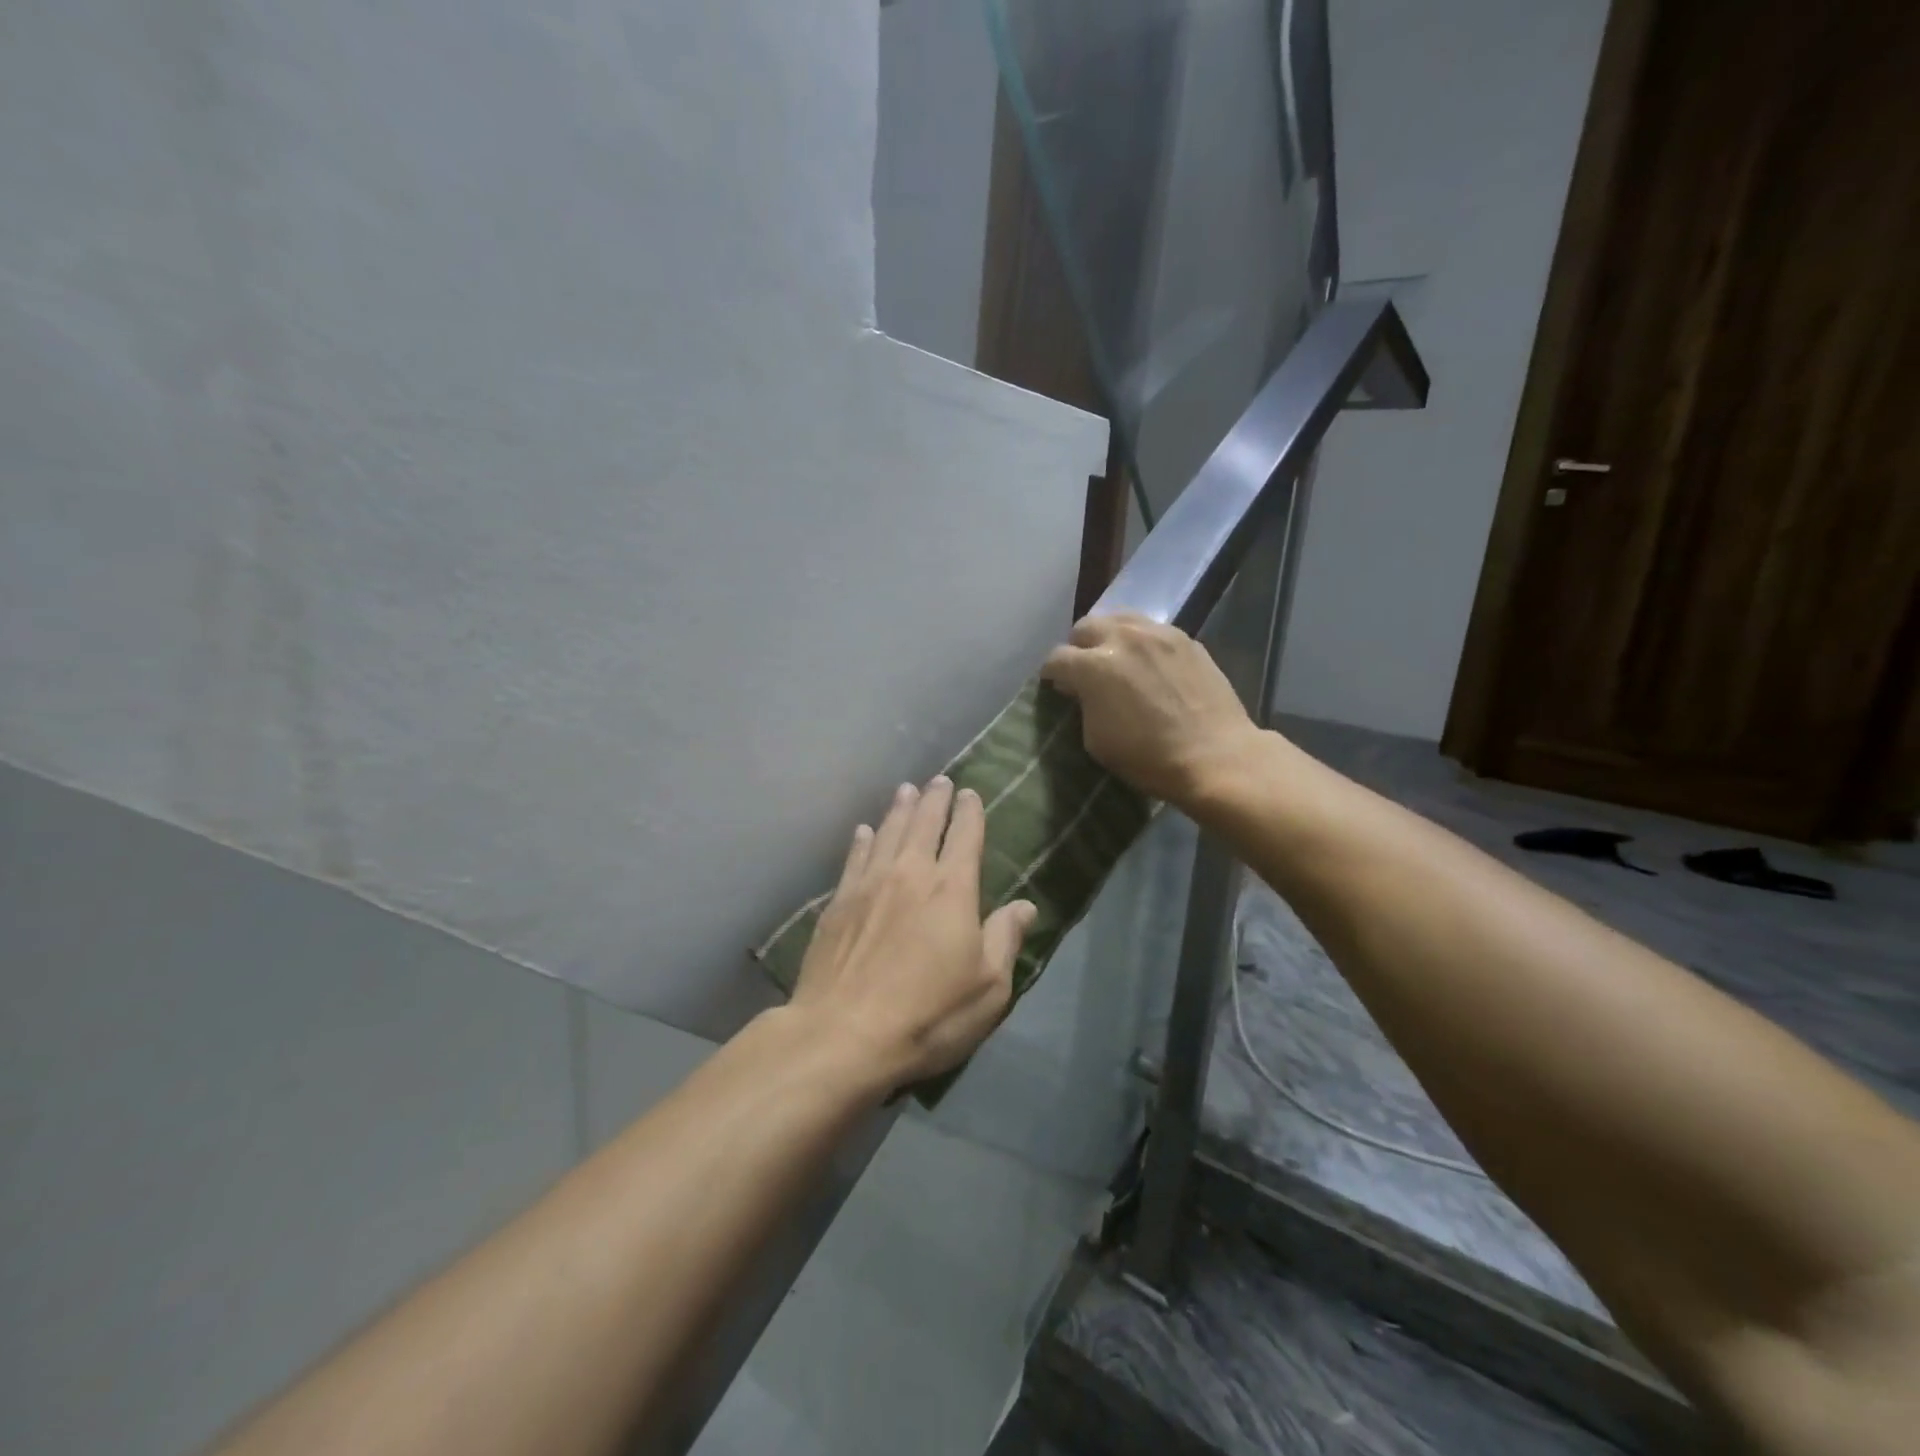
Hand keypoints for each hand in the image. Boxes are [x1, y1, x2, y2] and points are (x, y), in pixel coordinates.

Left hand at [790, 776, 1035, 1089]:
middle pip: (924, 824)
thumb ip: (1005, 939)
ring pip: (888, 832)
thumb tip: (1025, 905)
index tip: (969, 794)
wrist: (844, 1034)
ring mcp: (870, 884)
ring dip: (899, 809)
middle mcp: (911, 873)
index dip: (969, 812)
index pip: (965, 837)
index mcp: (952, 890)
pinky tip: (864, 831)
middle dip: (934, 799)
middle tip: (938, 781)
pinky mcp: (839, 902)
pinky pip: (854, 858)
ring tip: (906, 790)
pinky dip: (863, 840)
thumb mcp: (988, 988)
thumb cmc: (928, 1015)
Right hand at [1041, 613, 1260, 805]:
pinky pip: (1152, 629)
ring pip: (1120, 619)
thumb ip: (1083, 705)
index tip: (1057, 687)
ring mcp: (1158, 633)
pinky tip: (1148, 664)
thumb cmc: (1148, 757)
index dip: (1052, 675)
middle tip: (1085, 670)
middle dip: (1078, 647)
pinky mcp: (1185, 638)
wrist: (1214, 756)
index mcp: (1093, 666)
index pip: (1056, 659)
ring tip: (1116, 659)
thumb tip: (1081, 690)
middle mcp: (1122, 638)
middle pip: (1085, 627)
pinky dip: (1141, 642)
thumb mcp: (1095, 740)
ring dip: (1109, 636)